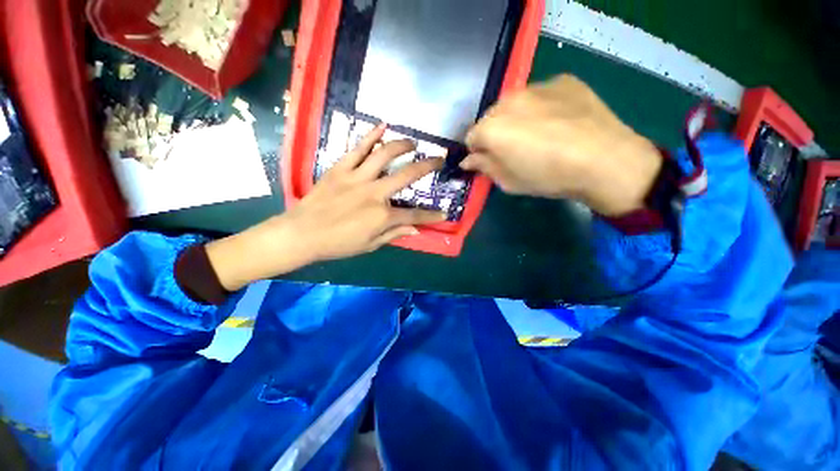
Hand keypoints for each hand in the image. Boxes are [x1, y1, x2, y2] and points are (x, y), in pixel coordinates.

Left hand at [206, 124, 445, 290]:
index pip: (415, 215)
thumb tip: (415, 229)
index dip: (432, 216)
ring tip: (414, 143)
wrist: (301, 233)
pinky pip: (358, 148)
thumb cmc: (337, 244)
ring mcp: (357, 177)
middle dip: (428, 166)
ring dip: (403, 145)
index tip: (444, 213)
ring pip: (385, 155)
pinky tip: (383, 126)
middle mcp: (374, 193)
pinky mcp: (341, 169)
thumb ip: (394, 234)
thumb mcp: (369, 245)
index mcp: (382, 216)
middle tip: (440, 158)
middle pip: (407, 175)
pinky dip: (371, 136)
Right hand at [462, 74, 661, 216]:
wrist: (603, 159)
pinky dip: (542, 108)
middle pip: (491, 118)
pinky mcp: (562, 80)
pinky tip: (559, 123)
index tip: (491, 162)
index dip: (478, 152)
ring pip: (514, 105)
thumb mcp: (508, 181)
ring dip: (517, 119)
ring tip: (540, 136)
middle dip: (496, 134)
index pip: (471, 138)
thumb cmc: (547, 176)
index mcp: (491, 128)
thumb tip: (468, 160)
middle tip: (516, 150)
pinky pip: (541, 95)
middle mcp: (507, 101)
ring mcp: (536, 86)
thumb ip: (483, 167)